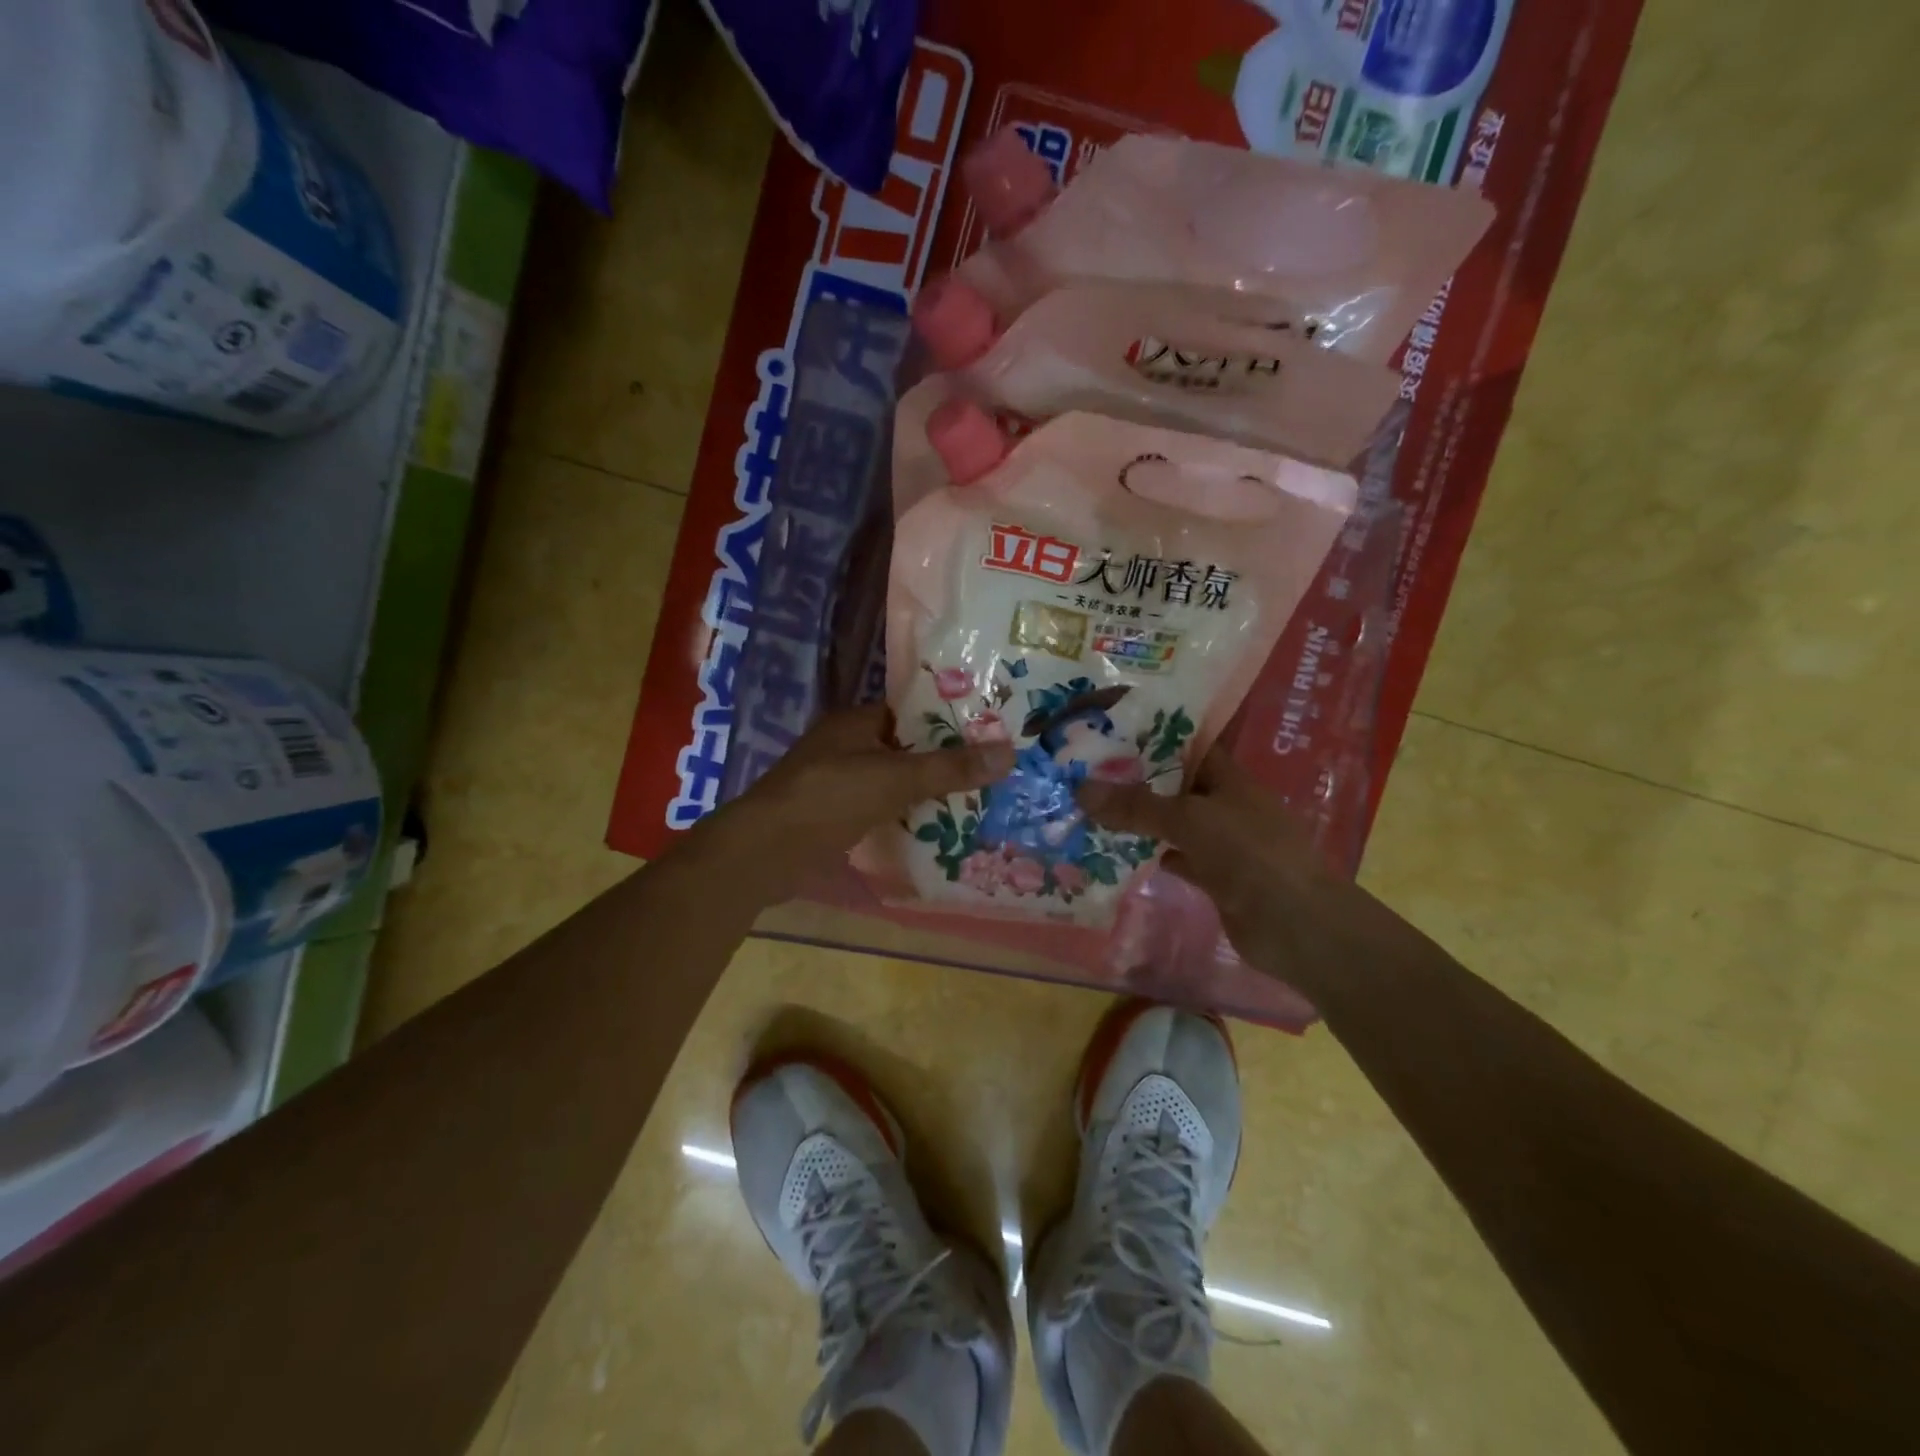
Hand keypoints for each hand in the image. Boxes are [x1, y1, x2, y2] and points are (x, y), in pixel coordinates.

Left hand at [699, 705, 1013, 893]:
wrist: (764, 852)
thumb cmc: (829, 799)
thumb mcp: (895, 779)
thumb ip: (950, 768)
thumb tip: (1010, 752)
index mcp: (857, 721)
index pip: (912, 712)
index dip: (950, 720)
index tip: (990, 733)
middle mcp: (847, 745)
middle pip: (906, 748)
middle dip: (944, 761)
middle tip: (992, 772)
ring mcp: (838, 781)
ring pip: (894, 781)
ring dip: (926, 792)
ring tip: (977, 801)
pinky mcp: (834, 815)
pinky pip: (881, 808)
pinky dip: (906, 815)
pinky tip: (938, 829)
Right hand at [1076, 743, 1371, 993]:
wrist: (1298, 926)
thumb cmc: (1250, 854)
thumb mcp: (1190, 820)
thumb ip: (1136, 806)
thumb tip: (1081, 790)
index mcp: (1227, 776)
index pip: (1184, 745)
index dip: (1149, 735)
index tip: (1107, 731)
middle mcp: (1223, 803)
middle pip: (1172, 784)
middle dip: (1133, 779)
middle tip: (1082, 771)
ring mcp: (1220, 841)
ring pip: (1170, 822)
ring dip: (1136, 819)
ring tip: (1088, 808)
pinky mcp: (1214, 876)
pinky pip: (1173, 856)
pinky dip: (1148, 854)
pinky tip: (1114, 852)